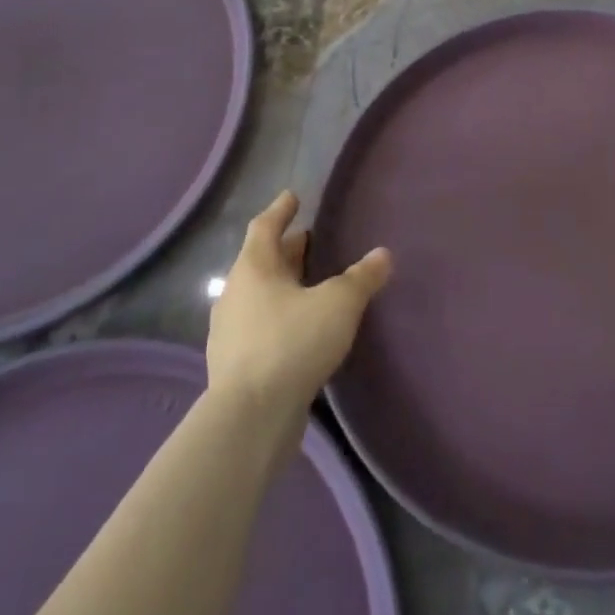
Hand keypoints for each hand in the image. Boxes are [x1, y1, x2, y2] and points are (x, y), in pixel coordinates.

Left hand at [206, 191, 391, 429]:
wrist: (250, 417)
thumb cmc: (292, 343)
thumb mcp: (338, 304)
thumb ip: (362, 277)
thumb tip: (383, 254)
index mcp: (254, 268)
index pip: (265, 226)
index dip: (281, 210)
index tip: (294, 197)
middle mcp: (236, 293)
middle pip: (261, 261)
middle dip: (287, 249)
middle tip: (311, 239)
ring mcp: (230, 331)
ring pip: (260, 295)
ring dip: (283, 284)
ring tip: (310, 284)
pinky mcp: (236, 364)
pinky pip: (260, 326)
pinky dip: (280, 317)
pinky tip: (301, 328)